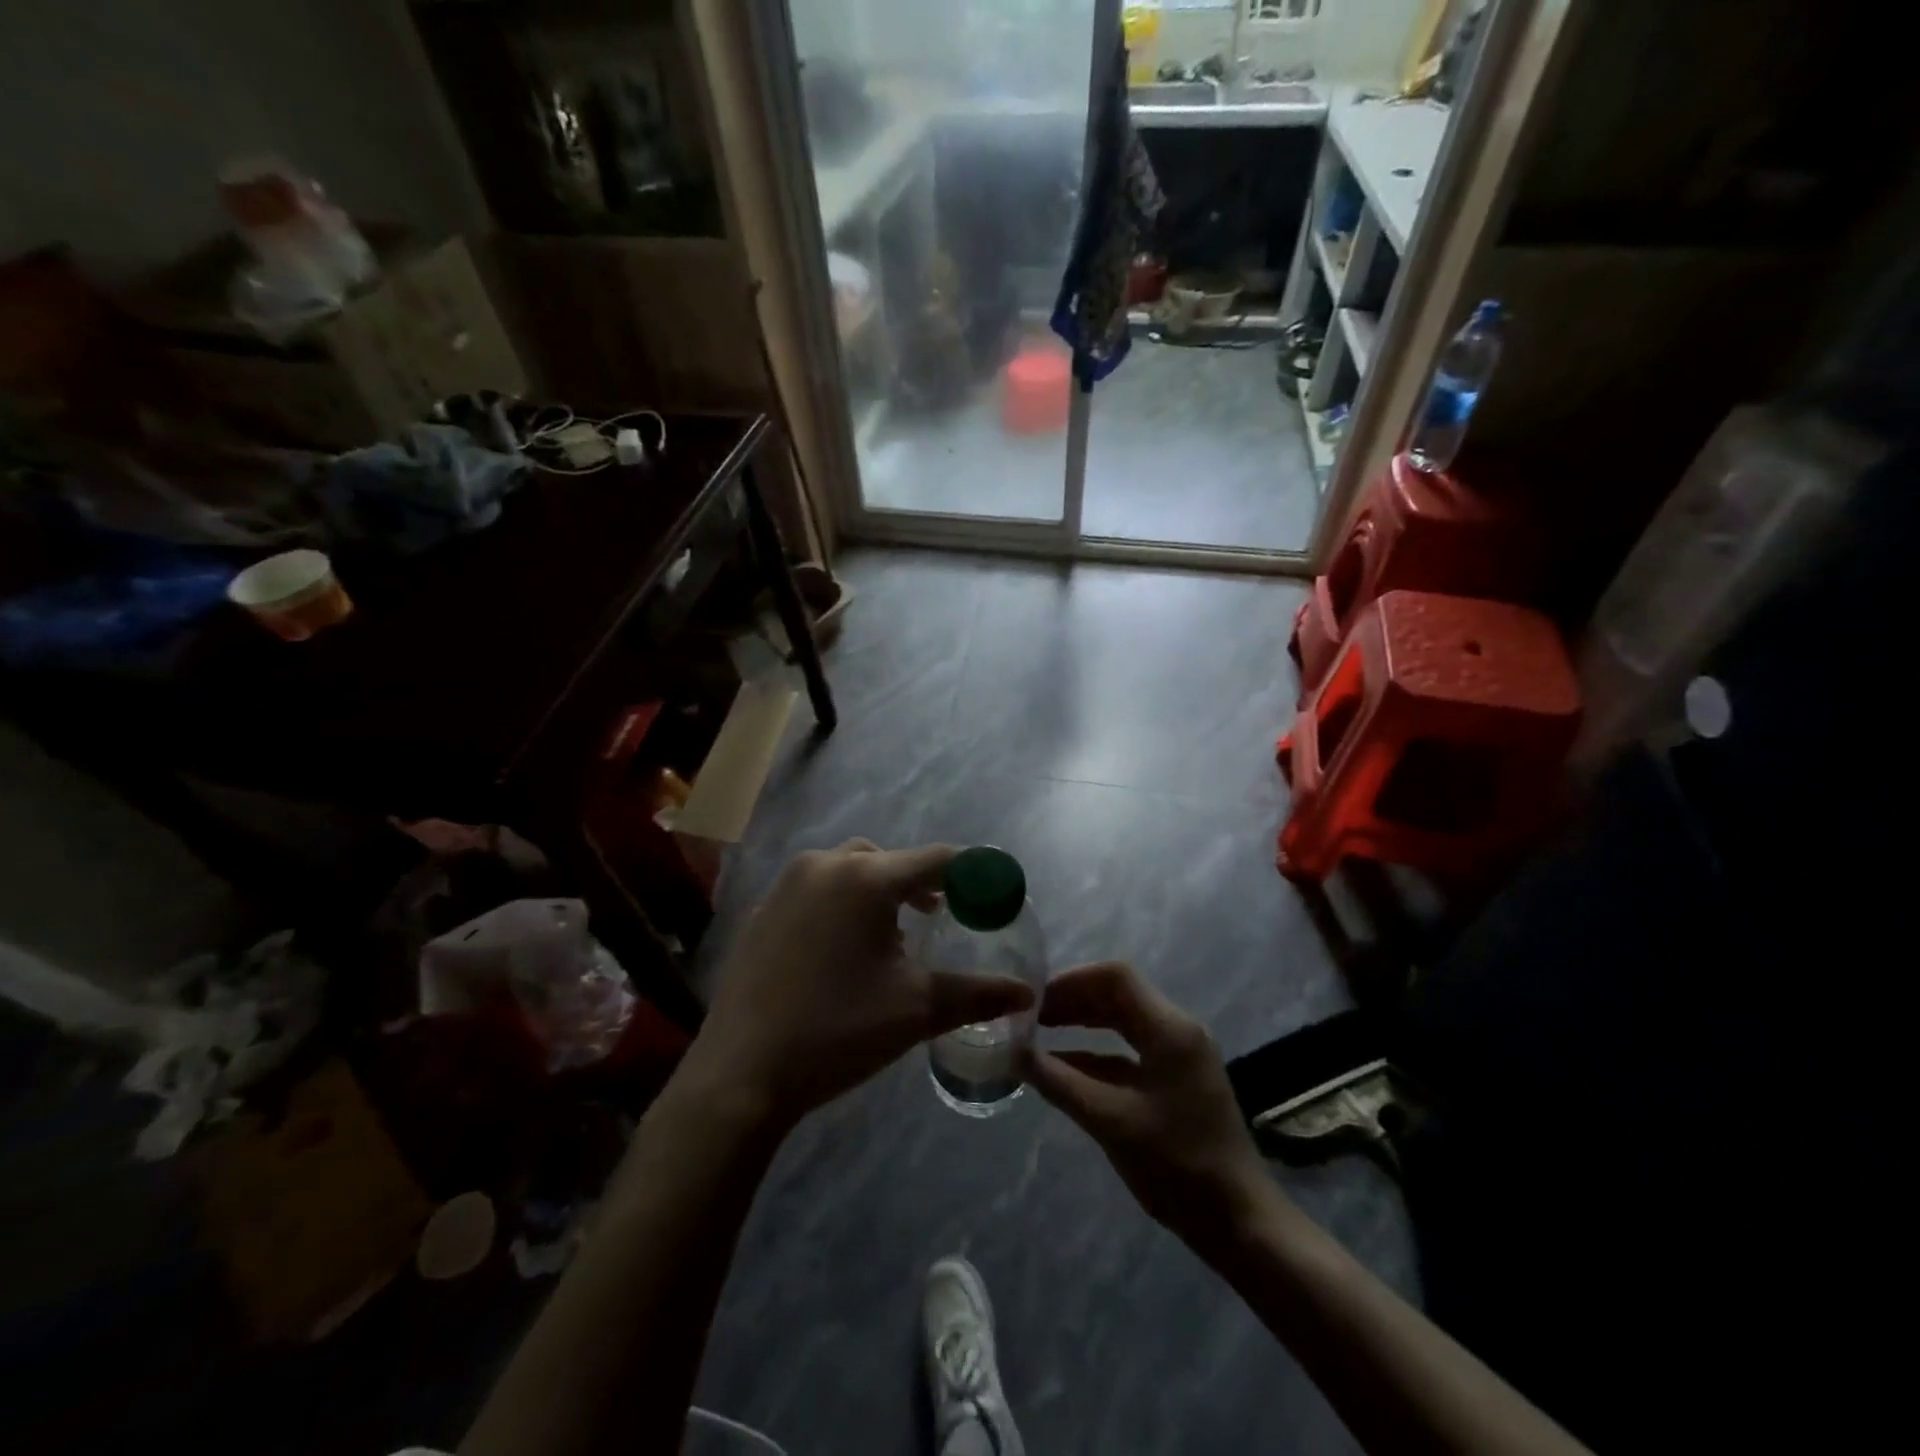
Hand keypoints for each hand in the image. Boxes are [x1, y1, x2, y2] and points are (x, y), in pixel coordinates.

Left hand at [686, 841, 1034, 1123]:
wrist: (742, 1074)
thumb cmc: (838, 1031)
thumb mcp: (916, 1009)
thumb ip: (977, 993)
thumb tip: (1026, 992)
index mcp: (865, 878)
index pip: (935, 858)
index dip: (970, 873)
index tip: (990, 894)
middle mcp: (824, 865)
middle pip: (889, 859)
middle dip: (919, 883)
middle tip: (939, 917)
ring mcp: (787, 884)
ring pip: (850, 869)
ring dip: (879, 891)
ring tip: (893, 935)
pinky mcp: (764, 909)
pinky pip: (818, 889)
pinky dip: (843, 903)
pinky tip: (844, 949)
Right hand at [1027, 962, 1271, 1249]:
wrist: (1240, 1222)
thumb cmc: (1177, 1165)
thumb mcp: (1110, 1121)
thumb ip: (1059, 1082)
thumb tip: (1014, 1053)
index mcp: (1169, 1028)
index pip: (1115, 977)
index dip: (1071, 980)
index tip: (1034, 998)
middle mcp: (1177, 1031)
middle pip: (1118, 995)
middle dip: (1073, 1000)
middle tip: (1030, 1016)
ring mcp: (1179, 1056)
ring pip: (1123, 1022)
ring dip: (1082, 1024)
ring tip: (1039, 1034)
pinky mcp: (1176, 1080)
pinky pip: (1130, 1051)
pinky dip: (1096, 1053)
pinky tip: (1064, 1067)